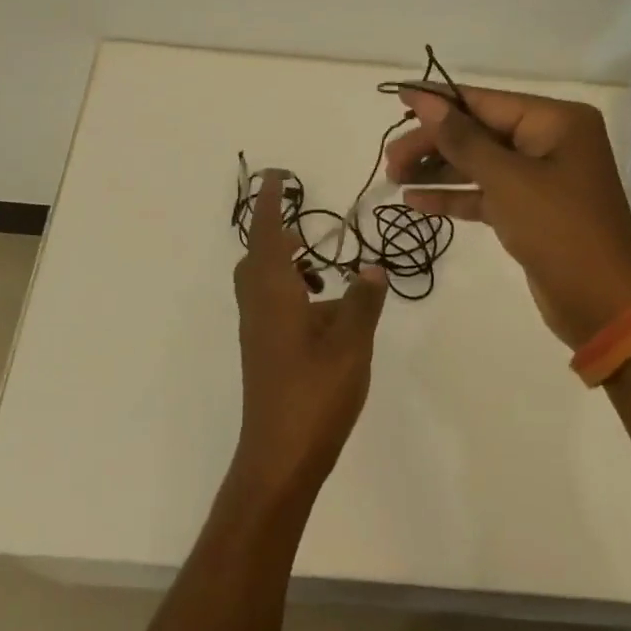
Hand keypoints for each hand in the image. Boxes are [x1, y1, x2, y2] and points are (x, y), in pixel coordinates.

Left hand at [232, 171, 388, 504]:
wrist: (280, 454)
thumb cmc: (315, 392)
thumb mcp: (351, 342)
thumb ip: (362, 300)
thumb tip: (373, 266)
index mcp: (273, 293)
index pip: (268, 234)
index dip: (271, 203)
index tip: (276, 175)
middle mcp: (258, 306)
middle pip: (257, 256)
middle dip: (277, 233)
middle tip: (307, 225)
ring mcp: (257, 332)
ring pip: (263, 283)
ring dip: (286, 265)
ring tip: (322, 268)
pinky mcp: (263, 353)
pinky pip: (271, 305)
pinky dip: (291, 293)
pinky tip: (323, 313)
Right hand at [385, 85, 630, 348]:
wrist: (601, 304)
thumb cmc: (558, 230)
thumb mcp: (506, 180)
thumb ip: (462, 139)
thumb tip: (425, 101)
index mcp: (556, 122)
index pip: (485, 102)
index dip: (439, 102)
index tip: (397, 97)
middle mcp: (549, 142)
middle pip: (478, 133)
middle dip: (433, 144)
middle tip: (390, 160)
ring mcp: (540, 178)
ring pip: (478, 164)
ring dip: (437, 170)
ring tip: (393, 178)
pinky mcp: (529, 210)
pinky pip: (485, 193)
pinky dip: (454, 196)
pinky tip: (416, 202)